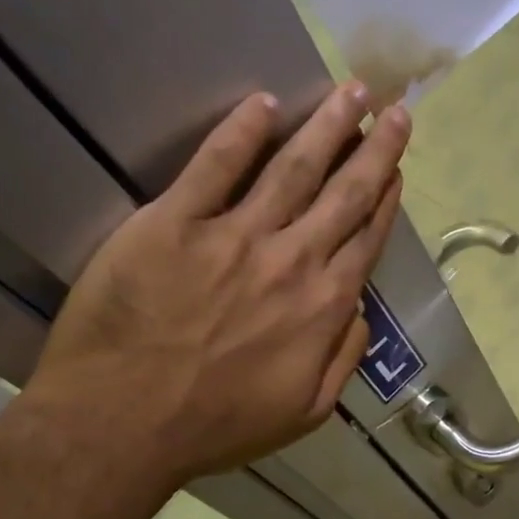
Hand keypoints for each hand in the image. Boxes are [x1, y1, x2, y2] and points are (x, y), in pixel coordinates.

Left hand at [22, 81, 408, 488]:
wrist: (122, 425)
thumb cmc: (216, 426)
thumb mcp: (304, 413)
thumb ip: (342, 359)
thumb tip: (359, 312)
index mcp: (323, 305)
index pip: (364, 237)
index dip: (385, 197)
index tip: (397, 165)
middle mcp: (291, 260)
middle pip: (343, 192)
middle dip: (374, 147)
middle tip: (392, 107)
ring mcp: (234, 236)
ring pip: (293, 167)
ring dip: (326, 126)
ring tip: (351, 92)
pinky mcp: (174, 222)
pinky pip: (215, 166)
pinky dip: (241, 132)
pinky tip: (264, 104)